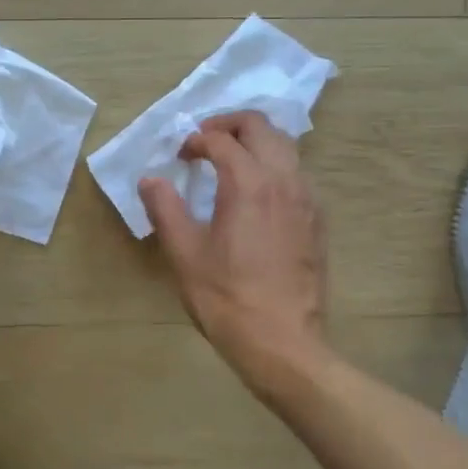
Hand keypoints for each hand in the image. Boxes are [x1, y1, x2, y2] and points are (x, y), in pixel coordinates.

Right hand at [139, 111, 329, 394]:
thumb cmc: (227, 298)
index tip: (179, 157)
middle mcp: (284, 180)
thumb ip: (165, 209)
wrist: (283, 344)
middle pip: (261, 127)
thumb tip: (150, 180)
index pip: (221, 140)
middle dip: (230, 124)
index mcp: (248, 183)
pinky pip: (297, 173)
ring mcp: (307, 199)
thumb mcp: (184, 254)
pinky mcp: (317, 220)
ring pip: (285, 146)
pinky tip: (257, 193)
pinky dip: (274, 165)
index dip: (195, 141)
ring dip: (255, 142)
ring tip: (230, 161)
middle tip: (204, 140)